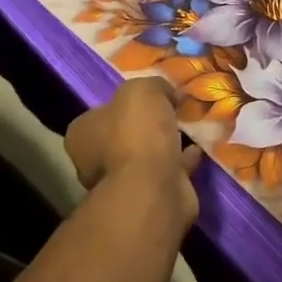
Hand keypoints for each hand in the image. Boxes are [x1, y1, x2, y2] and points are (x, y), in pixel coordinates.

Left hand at [67, 78, 201, 216]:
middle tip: (175, 111)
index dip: (126, 104)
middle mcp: (95, 161)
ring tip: (192, 127)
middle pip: (124, 135)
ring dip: (168, 143)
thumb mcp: (143, 90)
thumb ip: (153, 86)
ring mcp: (123, 182)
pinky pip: (169, 170)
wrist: (153, 187)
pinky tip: (199, 148)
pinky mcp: (150, 196)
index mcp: (82, 134)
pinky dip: (183, 160)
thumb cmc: (136, 134)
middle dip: (148, 126)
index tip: (152, 97)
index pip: (100, 113)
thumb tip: (167, 94)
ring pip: (148, 155)